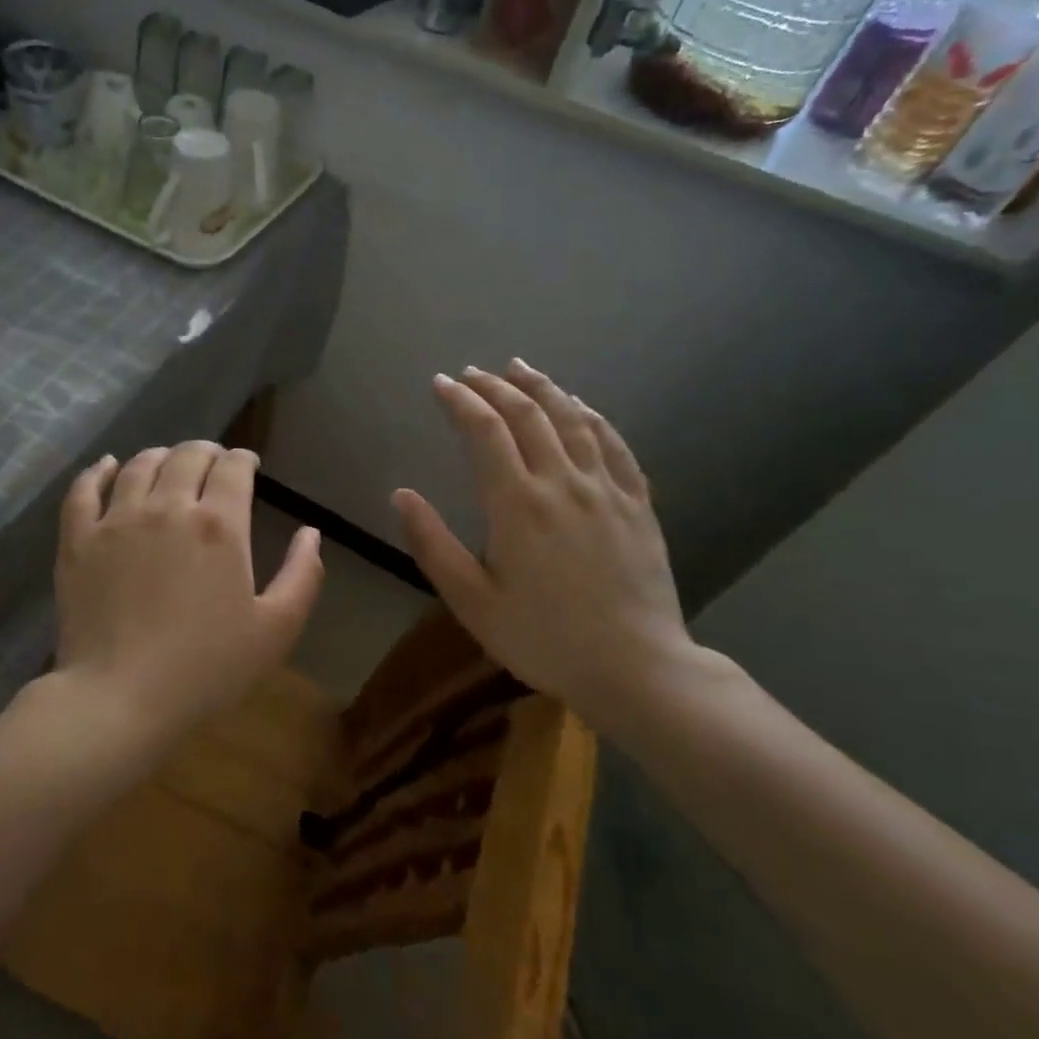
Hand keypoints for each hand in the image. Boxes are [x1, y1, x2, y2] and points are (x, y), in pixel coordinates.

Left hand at [50, 442, 323, 753]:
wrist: (121, 697)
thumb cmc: (207, 668)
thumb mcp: (276, 630)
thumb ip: (302, 575)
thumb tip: (310, 532)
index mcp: (219, 524)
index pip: (232, 468)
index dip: (243, 459)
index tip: (247, 465)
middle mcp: (168, 507)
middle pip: (187, 456)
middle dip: (206, 452)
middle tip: (212, 462)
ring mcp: (117, 519)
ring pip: (140, 465)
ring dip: (160, 456)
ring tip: (167, 462)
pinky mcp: (78, 539)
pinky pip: (84, 489)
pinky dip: (98, 470)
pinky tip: (107, 466)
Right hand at [392, 361, 694, 733]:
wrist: (636, 669)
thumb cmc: (543, 639)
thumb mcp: (471, 601)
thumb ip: (432, 544)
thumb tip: (401, 494)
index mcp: (516, 504)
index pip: (484, 431)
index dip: (460, 401)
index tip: (441, 384)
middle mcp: (562, 483)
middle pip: (528, 415)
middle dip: (495, 387)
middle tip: (472, 373)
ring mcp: (606, 490)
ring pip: (573, 420)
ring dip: (543, 388)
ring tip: (520, 369)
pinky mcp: (637, 504)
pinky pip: (615, 445)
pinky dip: (593, 416)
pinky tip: (580, 406)